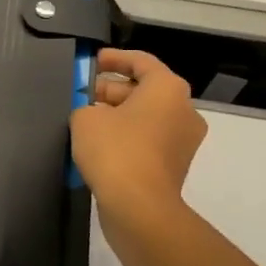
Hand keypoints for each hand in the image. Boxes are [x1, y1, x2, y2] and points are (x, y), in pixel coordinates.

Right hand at [70, 49, 206, 226]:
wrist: (139, 208)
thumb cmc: (115, 150)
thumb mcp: (85, 118)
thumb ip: (86, 107)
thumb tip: (94, 116)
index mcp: (167, 89)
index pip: (141, 62)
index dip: (114, 58)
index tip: (92, 62)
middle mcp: (183, 110)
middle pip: (145, 90)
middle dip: (112, 90)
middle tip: (82, 95)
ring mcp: (183, 141)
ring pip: (146, 117)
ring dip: (118, 115)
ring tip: (86, 120)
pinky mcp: (175, 166)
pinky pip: (148, 141)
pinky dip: (127, 137)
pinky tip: (99, 145)